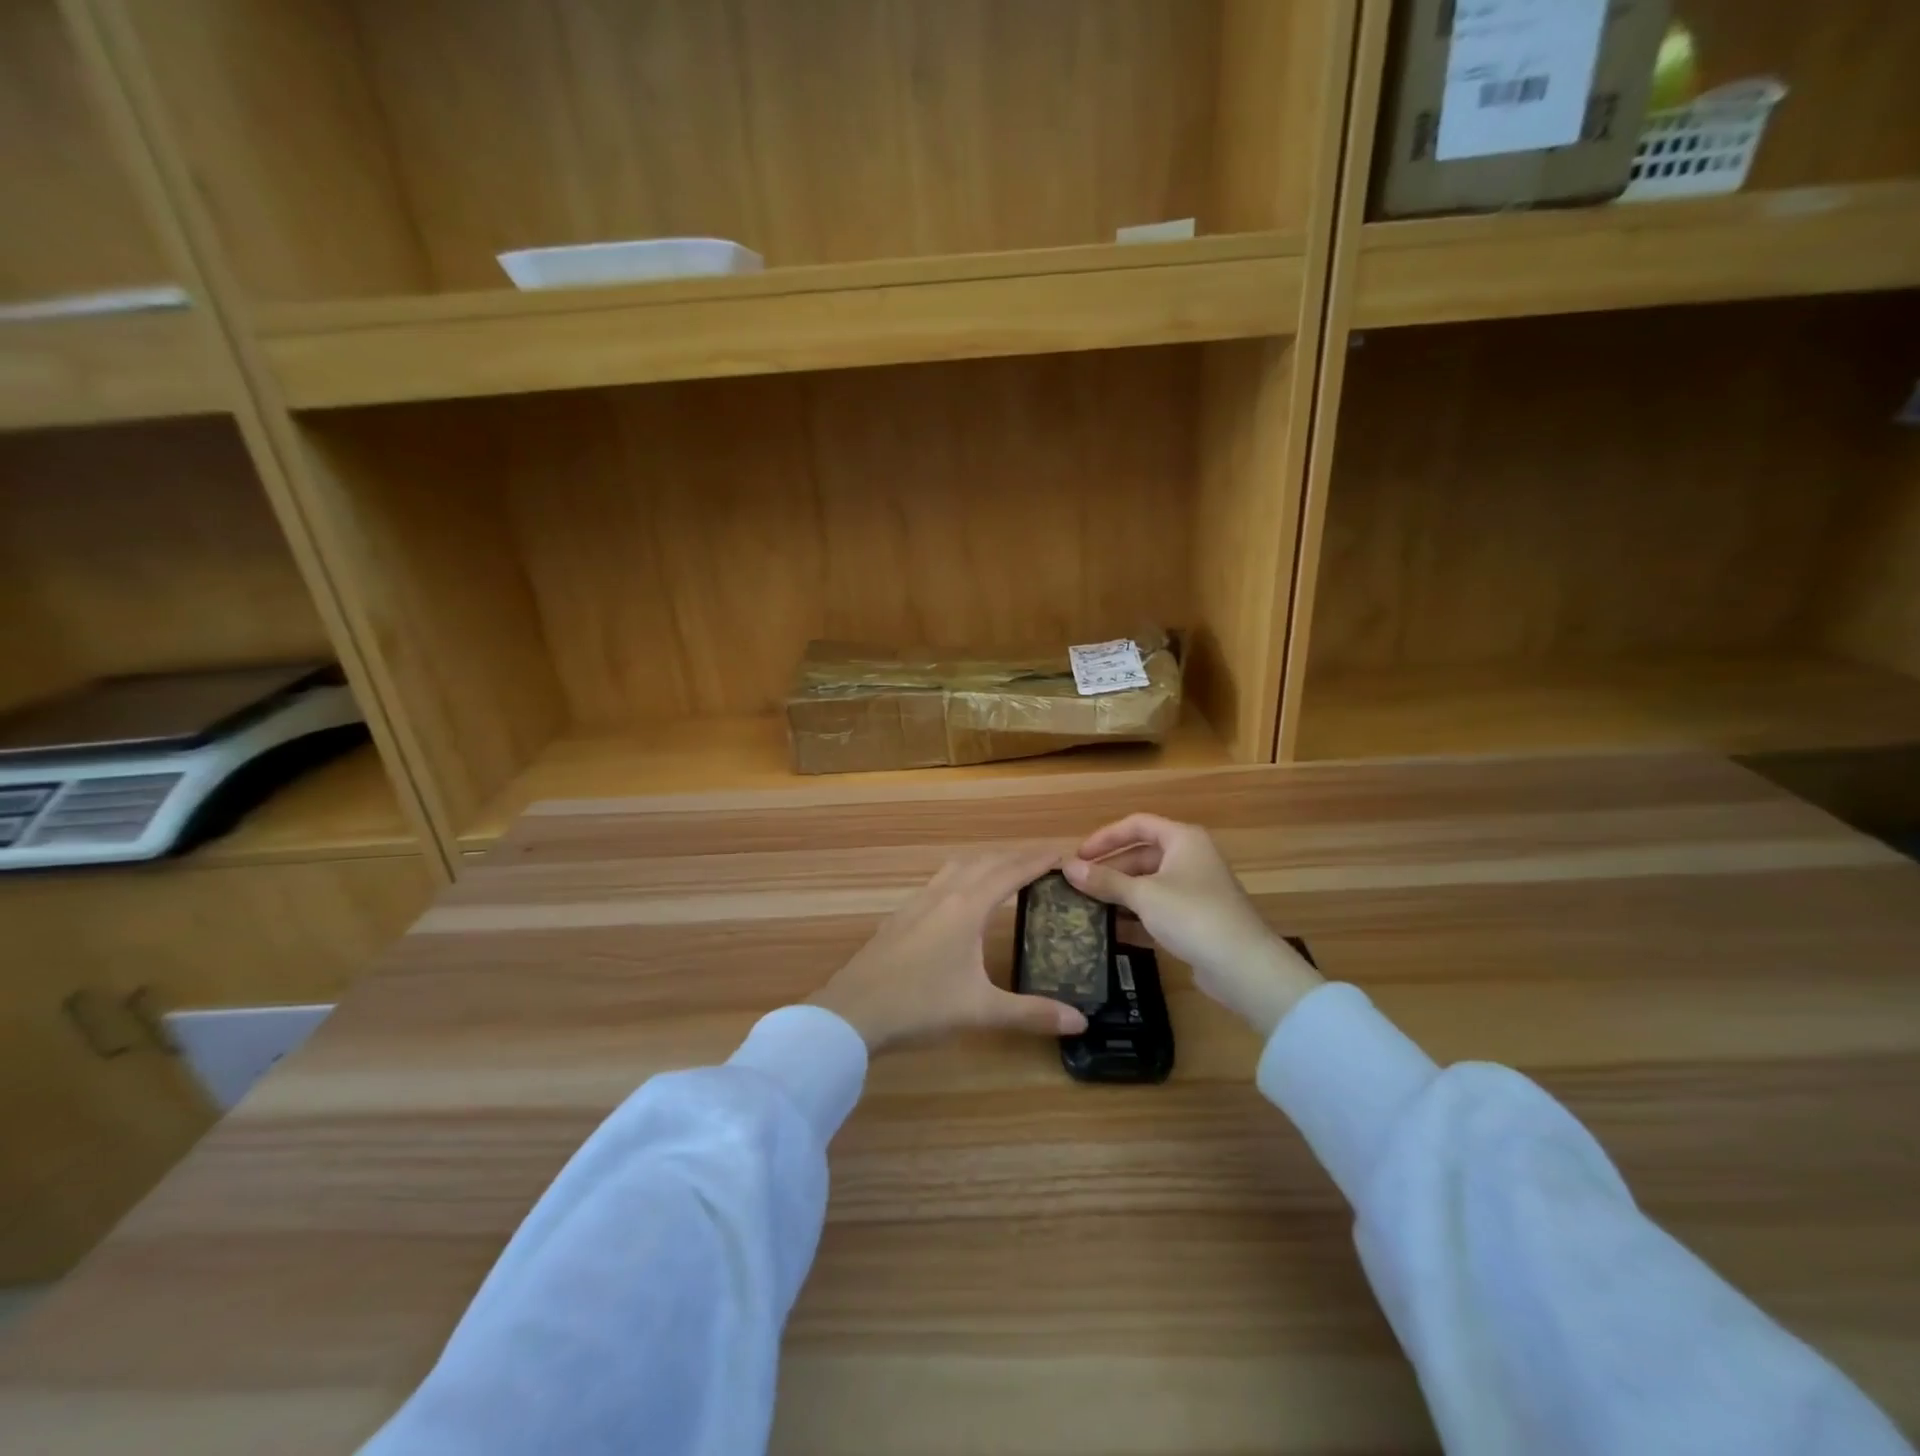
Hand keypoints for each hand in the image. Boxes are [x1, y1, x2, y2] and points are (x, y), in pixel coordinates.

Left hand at [811, 846, 1089, 1052]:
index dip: (1040, 860)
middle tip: (1045, 862)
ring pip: (959, 867)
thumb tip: (1081, 1022)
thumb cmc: (920, 1006)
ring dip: (988, 862)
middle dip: (1017, 857)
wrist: (853, 1011)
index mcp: (967, 907)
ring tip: (1008, 871)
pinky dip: (964, 875)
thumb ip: (1031, 1013)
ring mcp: (918, 902)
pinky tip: (961, 896)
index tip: (1066, 852)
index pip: (1012, 872)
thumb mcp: (981, 1011)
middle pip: (986, 862)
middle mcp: (944, 894)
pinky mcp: (902, 915)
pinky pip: (941, 880)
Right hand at [1065, 815, 1321, 1037]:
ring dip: (1120, 893)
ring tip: (1087, 907)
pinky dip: (1136, 915)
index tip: (1078, 856)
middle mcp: (1191, 857)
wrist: (1243, 966)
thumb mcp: (1143, 895)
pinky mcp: (1197, 919)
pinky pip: (1158, 908)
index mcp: (1183, 839)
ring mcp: (1196, 889)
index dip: (1105, 837)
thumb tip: (1066, 867)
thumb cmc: (1192, 915)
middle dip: (1110, 869)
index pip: (1137, 824)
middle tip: (1078, 885)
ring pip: (1149, 883)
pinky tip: (1111, 931)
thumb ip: (1105, 880)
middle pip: (1142, 854)